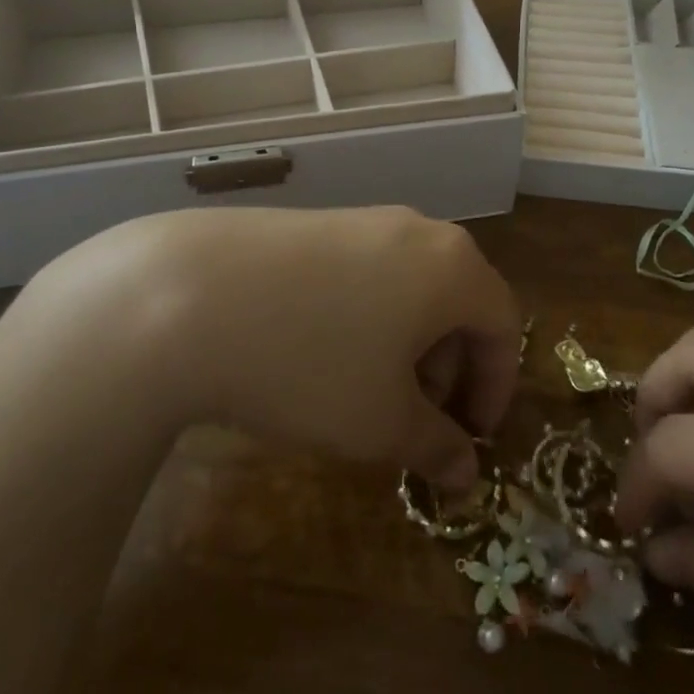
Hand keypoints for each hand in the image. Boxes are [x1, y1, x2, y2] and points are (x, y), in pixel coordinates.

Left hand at [26, 207, 519, 490]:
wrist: (190, 295)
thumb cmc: (311, 363)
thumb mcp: (381, 422)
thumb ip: (437, 446)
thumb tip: (466, 474)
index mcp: (453, 267)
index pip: (503, 324)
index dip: (497, 387)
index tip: (472, 437)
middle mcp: (417, 230)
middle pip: (458, 300)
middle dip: (450, 368)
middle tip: (418, 420)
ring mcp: (363, 220)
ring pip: (412, 286)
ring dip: (408, 344)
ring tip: (367, 391)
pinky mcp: (316, 223)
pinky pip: (368, 272)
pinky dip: (369, 317)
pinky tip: (322, 352)